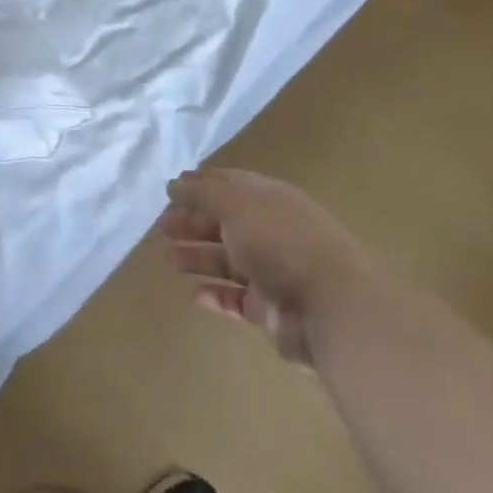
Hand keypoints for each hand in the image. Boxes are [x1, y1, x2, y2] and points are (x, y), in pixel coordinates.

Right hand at [158, 168, 370, 362]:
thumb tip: (173, 183)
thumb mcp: (235, 205)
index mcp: (270, 199)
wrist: (331, 307)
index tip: (170, 191)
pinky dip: (216, 296)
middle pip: (225, 223)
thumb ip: (201, 194)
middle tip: (161, 228)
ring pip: (228, 261)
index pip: (230, 184)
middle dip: (193, 223)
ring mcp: (273, 271)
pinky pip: (237, 299)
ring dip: (198, 258)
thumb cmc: (280, 243)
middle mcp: (272, 231)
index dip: (200, 185)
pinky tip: (194, 294)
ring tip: (169, 260)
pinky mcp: (272, 309)